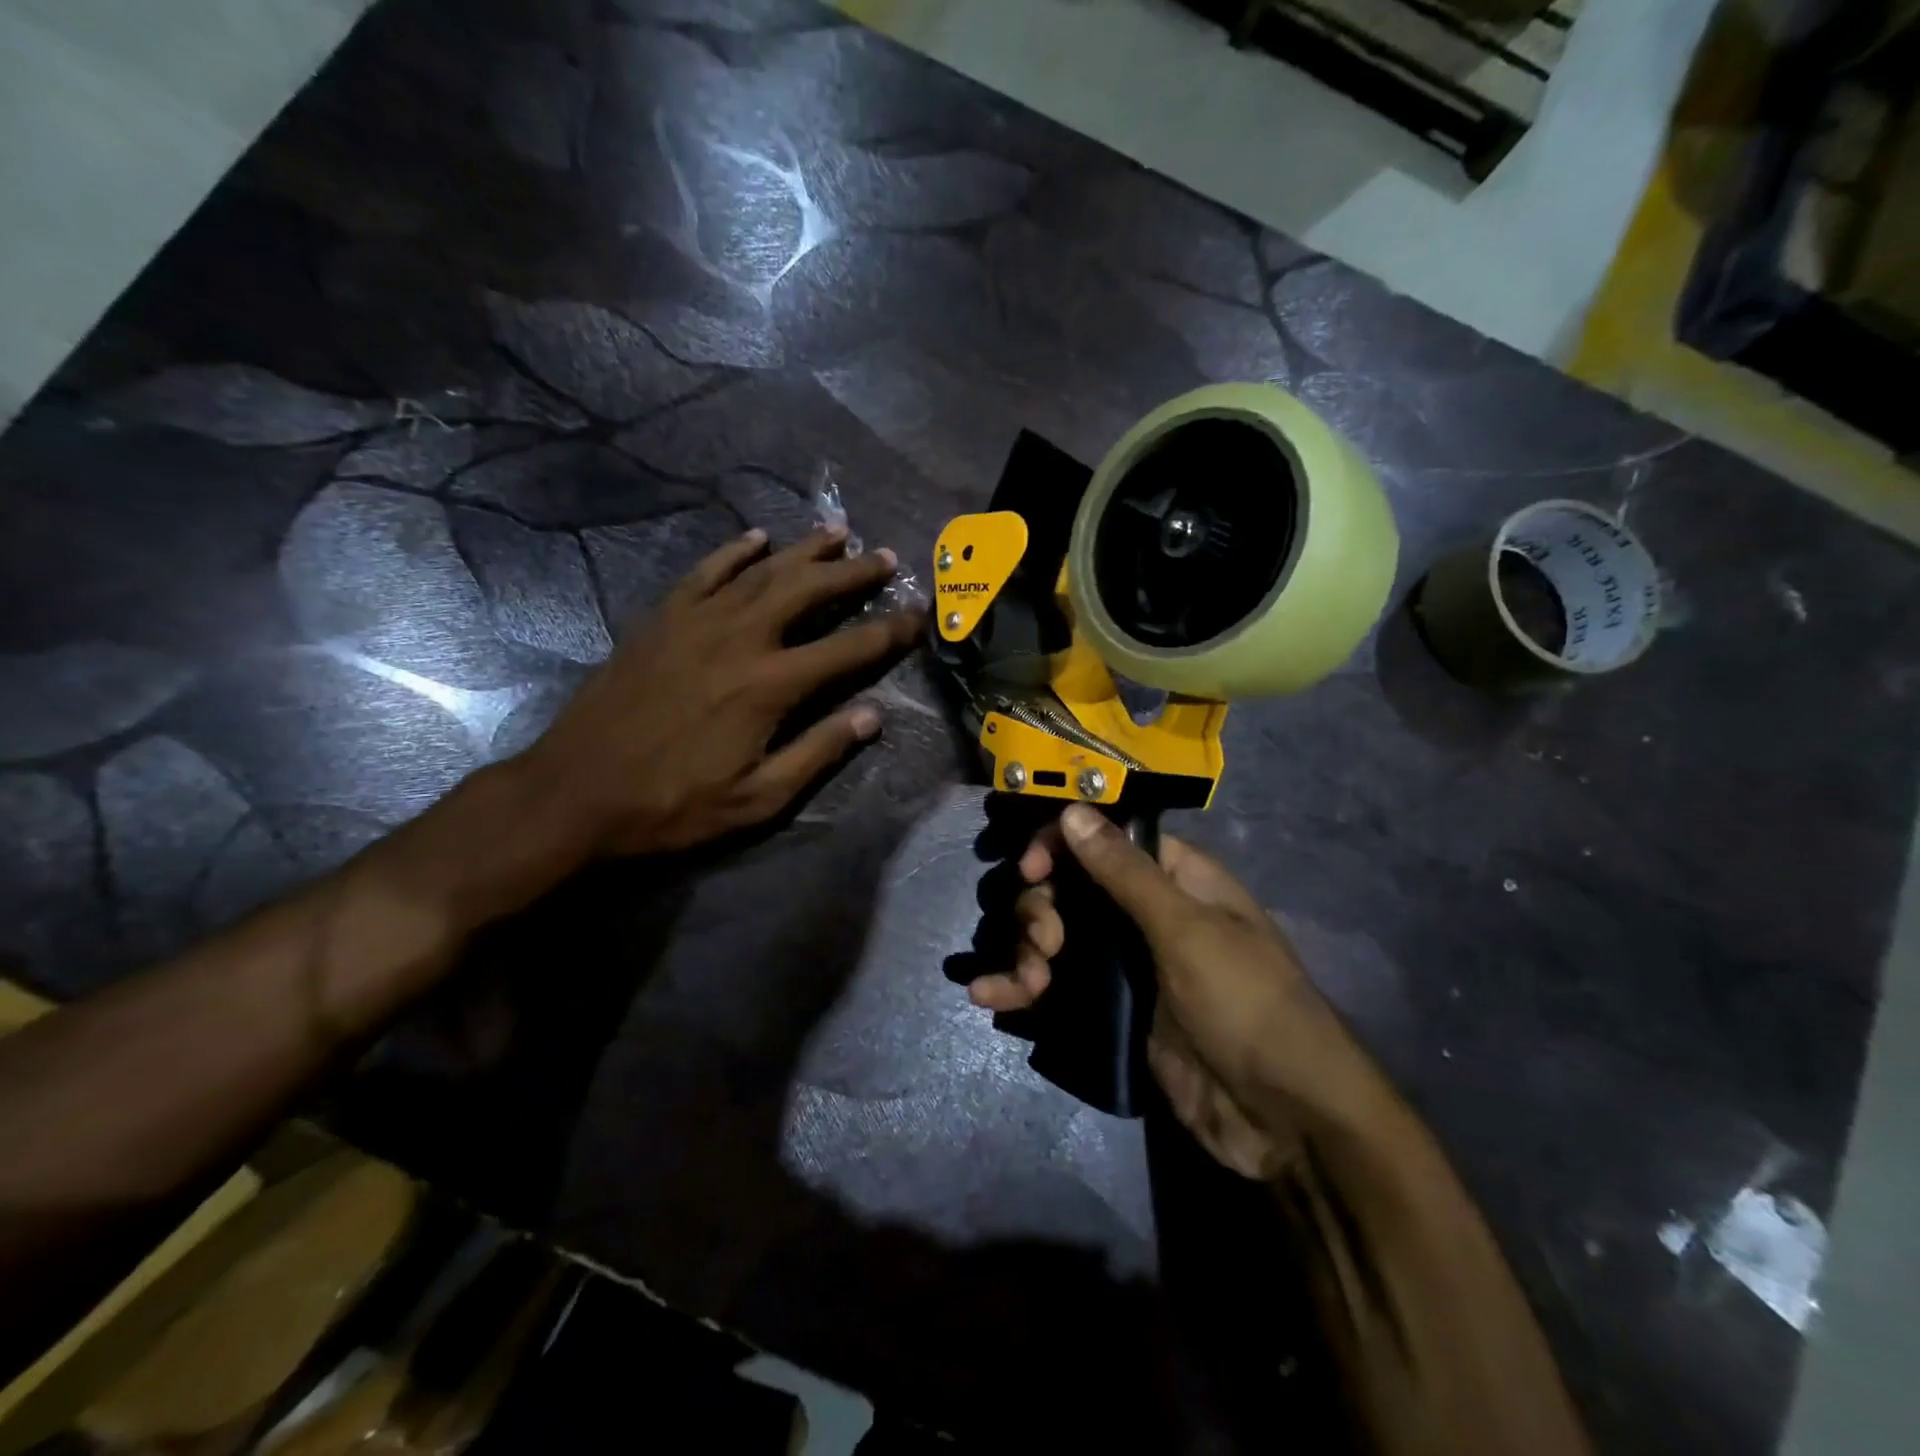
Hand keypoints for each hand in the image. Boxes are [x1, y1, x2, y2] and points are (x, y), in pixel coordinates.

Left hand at [518, 524, 922, 857]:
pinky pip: (705, 572)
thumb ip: (818, 752)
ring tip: (838, 532)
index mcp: (770, 685)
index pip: (848, 649)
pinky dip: (734, 551)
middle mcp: (740, 638)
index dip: (889, 631)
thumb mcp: (758, 798)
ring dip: (804, 550)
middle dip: (852, 573)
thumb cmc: (673, 805)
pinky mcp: (660, 619)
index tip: (919, 615)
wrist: (576, 793)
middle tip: (885, 558)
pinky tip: (756, 537)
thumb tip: (872, 716)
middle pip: (808, 591)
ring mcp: (696, 622)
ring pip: (761, 570)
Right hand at [969, 804, 1361, 1178]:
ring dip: (1027, 950)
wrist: (1284, 1118)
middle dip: (1042, 908)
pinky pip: (1057, 986)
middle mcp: (1145, 914)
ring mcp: (1126, 965)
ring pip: (1056, 936)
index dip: (1060, 845)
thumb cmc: (1246, 1004)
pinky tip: (987, 994)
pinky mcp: (1112, 1010)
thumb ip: (1124, 872)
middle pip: (1069, 887)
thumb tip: (1073, 811)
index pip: (1103, 838)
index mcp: (1174, 879)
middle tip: (1047, 943)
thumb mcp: (1186, 930)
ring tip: (1028, 984)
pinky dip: (1020, 987)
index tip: (1031, 870)